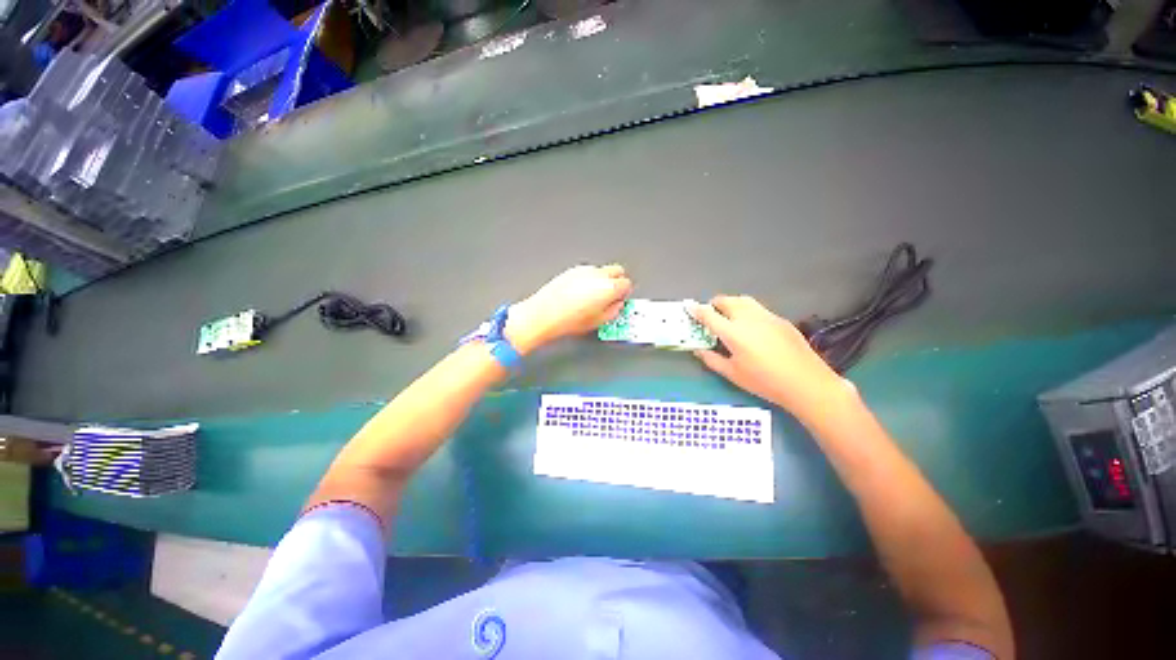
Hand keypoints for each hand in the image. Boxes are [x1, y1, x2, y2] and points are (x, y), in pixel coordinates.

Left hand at [507, 264, 632, 352]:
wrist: (543, 314)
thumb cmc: (568, 320)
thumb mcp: (599, 322)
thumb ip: (614, 311)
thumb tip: (617, 305)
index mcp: (609, 287)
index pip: (627, 284)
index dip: (625, 293)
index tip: (620, 300)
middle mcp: (598, 274)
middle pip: (617, 271)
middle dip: (617, 281)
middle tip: (611, 296)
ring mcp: (584, 270)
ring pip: (602, 270)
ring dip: (602, 280)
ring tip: (593, 297)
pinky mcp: (571, 271)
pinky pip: (587, 272)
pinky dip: (589, 280)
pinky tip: (581, 294)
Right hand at [689, 295, 849, 419]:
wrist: (807, 383)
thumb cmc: (764, 381)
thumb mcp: (733, 374)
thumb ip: (712, 359)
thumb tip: (698, 350)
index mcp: (733, 332)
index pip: (709, 315)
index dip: (696, 309)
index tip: (688, 306)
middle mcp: (748, 318)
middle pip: (727, 301)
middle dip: (715, 304)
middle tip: (710, 314)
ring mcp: (767, 316)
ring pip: (744, 301)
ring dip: (731, 303)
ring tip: (728, 316)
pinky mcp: (780, 319)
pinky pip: (758, 309)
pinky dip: (747, 311)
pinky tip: (751, 327)